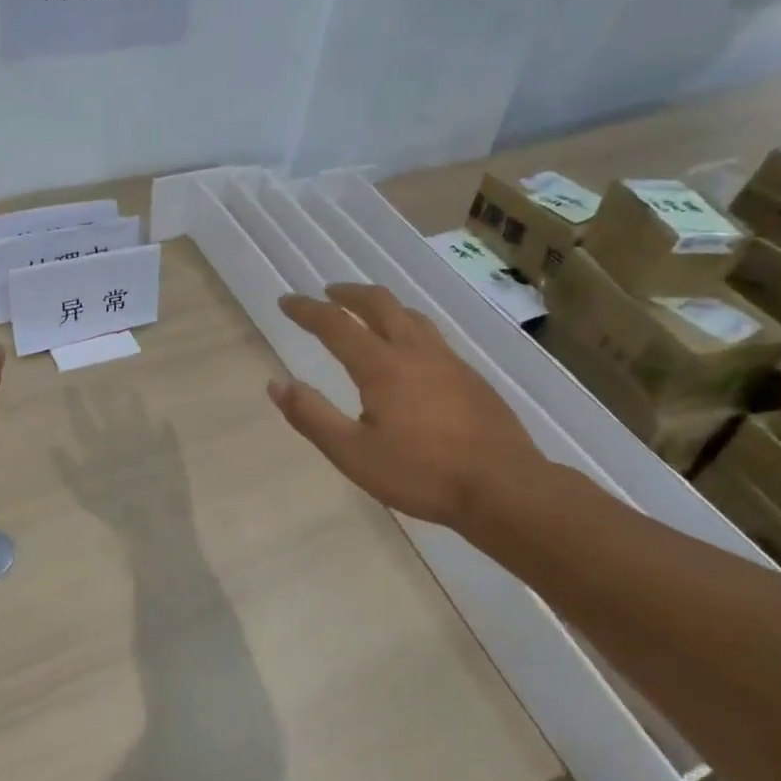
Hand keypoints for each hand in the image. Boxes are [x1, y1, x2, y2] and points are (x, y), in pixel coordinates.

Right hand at [268, 284, 547, 532]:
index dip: (307, 310)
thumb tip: (276, 383)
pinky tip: (410, 351)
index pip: (335, 324)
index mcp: (381, 366)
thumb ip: (312, 416)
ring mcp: (448, 360)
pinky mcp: (471, 376)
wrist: (504, 488)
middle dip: (349, 293)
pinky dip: (408, 326)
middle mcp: (414, 351)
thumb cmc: (422, 474)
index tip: (286, 302)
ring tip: (367, 313)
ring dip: (381, 306)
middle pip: (379, 304)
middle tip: (329, 293)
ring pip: (410, 315)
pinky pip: (431, 335)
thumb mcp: (353, 454)